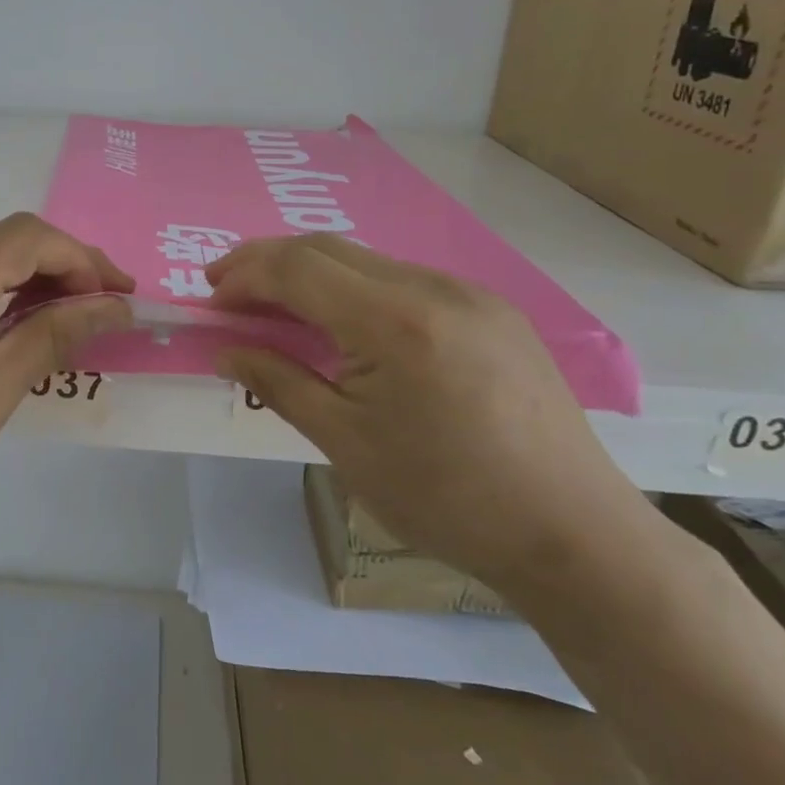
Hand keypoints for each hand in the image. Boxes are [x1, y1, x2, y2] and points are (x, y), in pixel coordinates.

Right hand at [208, 235, 652, 599]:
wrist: (574, 535)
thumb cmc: (446, 498)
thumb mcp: (345, 443)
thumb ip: (279, 382)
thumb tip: (226, 350)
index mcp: (394, 320)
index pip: (296, 267)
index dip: (244, 276)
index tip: (210, 300)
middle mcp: (433, 287)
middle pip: (327, 249)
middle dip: (268, 264)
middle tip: (229, 294)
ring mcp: (469, 293)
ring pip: (366, 261)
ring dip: (311, 275)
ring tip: (279, 312)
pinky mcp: (491, 311)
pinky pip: (403, 281)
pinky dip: (355, 290)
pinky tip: (345, 327)